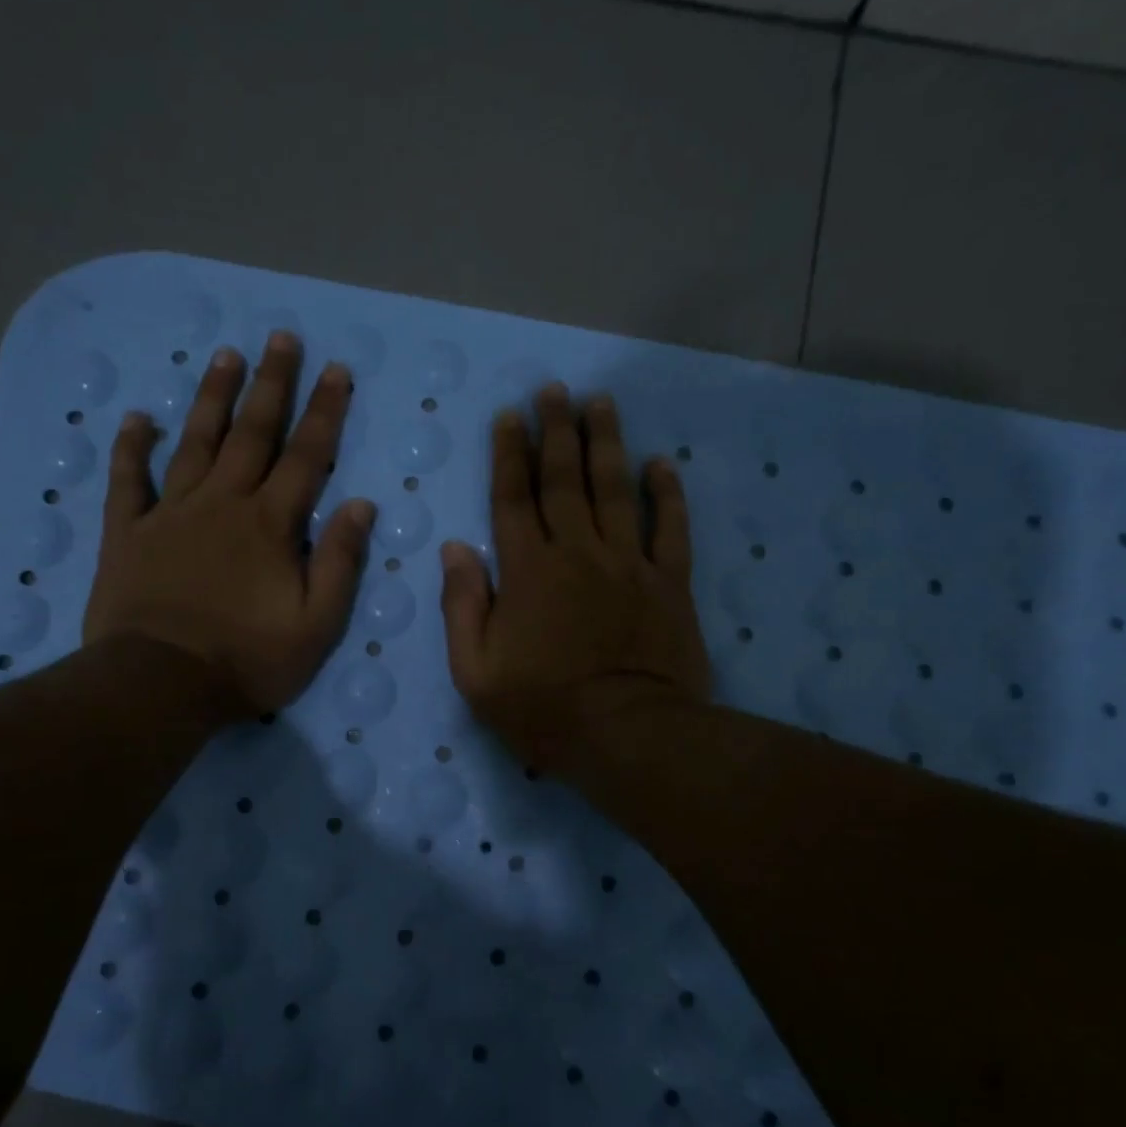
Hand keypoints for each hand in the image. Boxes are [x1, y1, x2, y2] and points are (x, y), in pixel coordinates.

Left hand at [84, 331, 376, 717]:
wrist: (160, 685)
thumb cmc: (247, 660)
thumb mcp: (317, 624)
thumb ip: (340, 562)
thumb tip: (361, 505)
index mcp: (270, 524)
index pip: (307, 456)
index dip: (325, 411)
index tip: (336, 370)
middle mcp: (222, 504)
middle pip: (252, 433)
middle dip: (272, 384)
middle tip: (281, 337)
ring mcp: (170, 514)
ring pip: (195, 442)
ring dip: (212, 398)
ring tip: (225, 356)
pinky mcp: (127, 533)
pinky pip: (128, 480)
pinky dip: (132, 447)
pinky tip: (138, 418)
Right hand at [440, 385, 710, 773]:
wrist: (628, 736)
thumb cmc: (543, 710)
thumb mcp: (476, 672)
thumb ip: (462, 606)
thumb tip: (456, 549)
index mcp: (527, 570)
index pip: (513, 498)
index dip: (509, 453)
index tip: (509, 415)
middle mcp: (577, 552)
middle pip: (564, 479)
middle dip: (556, 430)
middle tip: (554, 390)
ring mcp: (628, 563)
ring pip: (615, 489)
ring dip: (606, 442)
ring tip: (600, 402)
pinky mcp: (669, 583)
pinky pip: (670, 527)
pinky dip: (666, 493)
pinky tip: (660, 464)